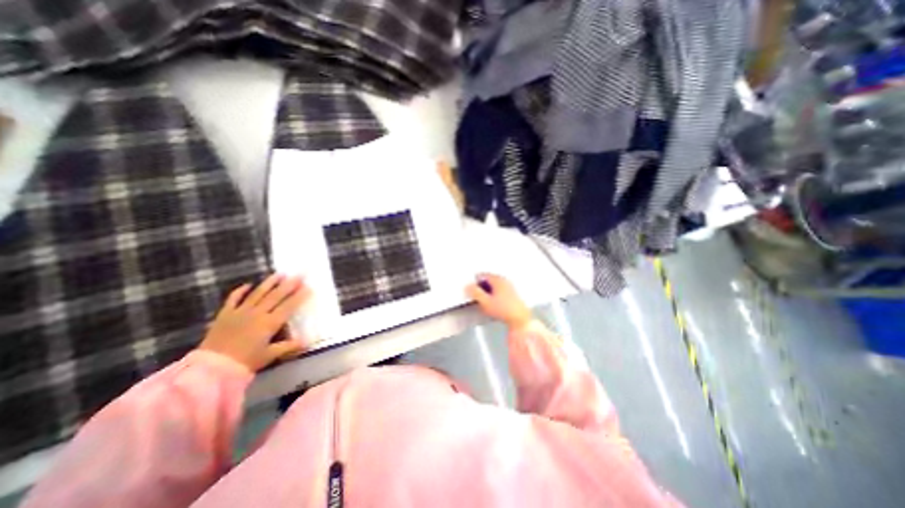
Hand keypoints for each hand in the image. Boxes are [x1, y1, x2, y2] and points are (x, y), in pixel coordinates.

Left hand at [198, 277, 311, 371]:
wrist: (211, 368)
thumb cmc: (245, 362)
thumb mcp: (269, 355)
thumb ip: (288, 346)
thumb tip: (307, 342)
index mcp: (269, 323)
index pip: (289, 306)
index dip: (300, 296)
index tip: (309, 287)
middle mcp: (257, 313)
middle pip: (276, 296)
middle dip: (290, 284)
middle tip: (300, 274)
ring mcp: (240, 312)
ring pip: (258, 293)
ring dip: (270, 282)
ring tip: (280, 273)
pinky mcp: (225, 314)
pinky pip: (233, 299)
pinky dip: (240, 291)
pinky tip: (248, 284)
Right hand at [466, 274, 530, 329]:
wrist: (520, 319)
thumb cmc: (502, 309)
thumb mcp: (485, 302)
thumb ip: (475, 292)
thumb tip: (467, 286)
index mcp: (497, 279)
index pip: (481, 275)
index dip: (474, 282)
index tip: (471, 291)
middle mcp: (504, 280)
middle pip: (488, 280)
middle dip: (481, 287)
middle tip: (477, 297)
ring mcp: (510, 286)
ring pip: (494, 286)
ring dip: (488, 292)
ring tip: (485, 302)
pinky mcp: (513, 294)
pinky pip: (500, 291)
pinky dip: (494, 295)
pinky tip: (494, 305)